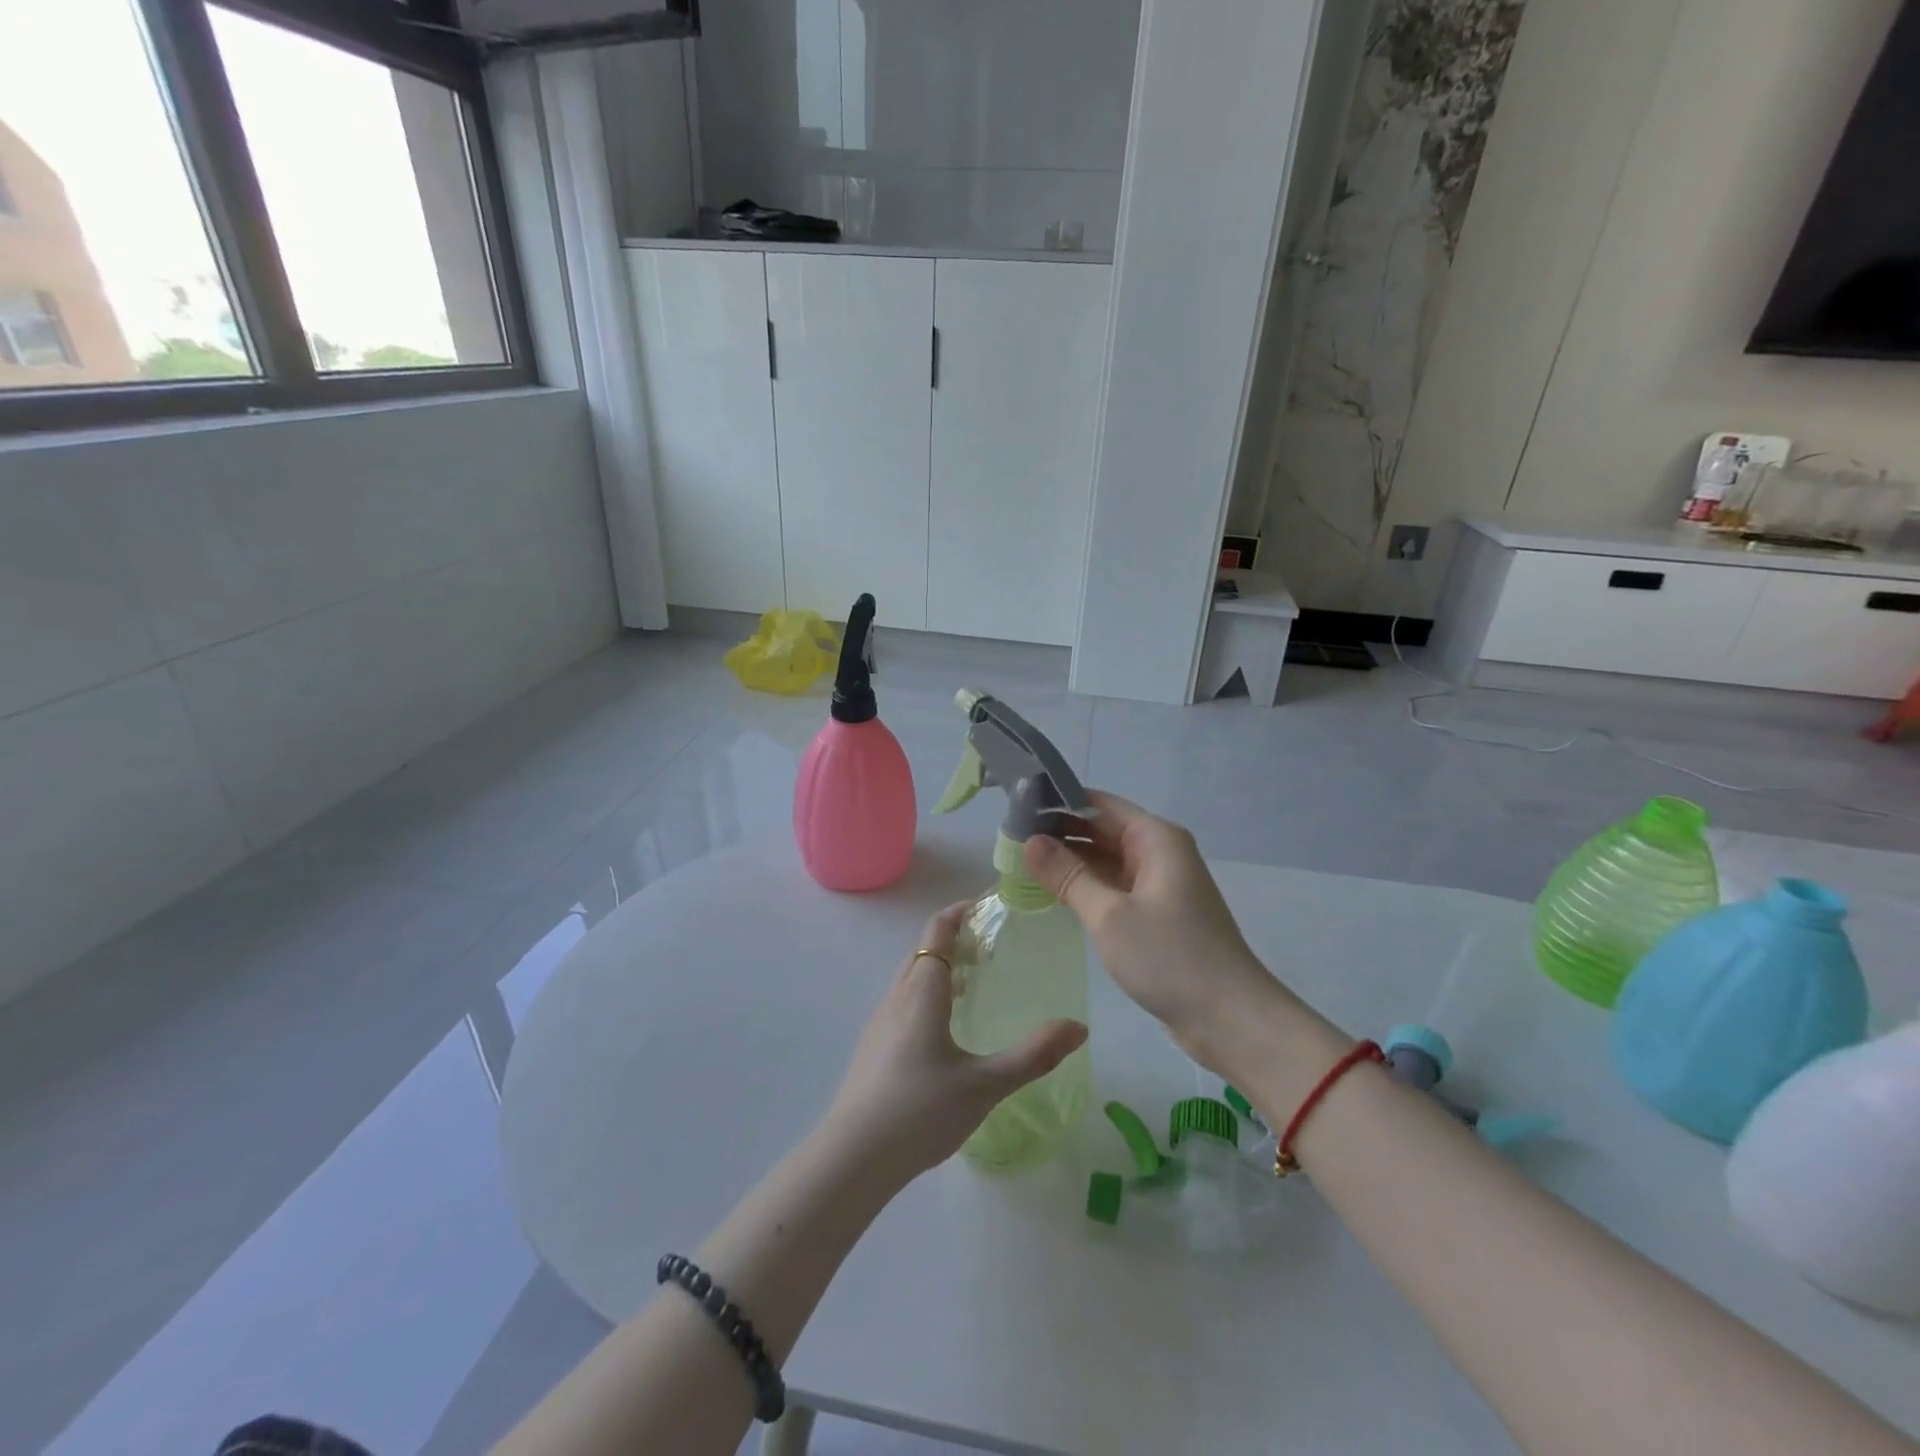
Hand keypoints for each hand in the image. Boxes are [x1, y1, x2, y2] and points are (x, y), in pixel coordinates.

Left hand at [822, 903, 1087, 1185]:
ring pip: (909, 978)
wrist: (853, 1158)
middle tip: (987, 949)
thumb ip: (1033, 1055)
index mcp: (922, 992)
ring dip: (937, 969)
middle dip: (951, 940)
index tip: (984, 908)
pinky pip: (901, 1003)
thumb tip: (1078, 1027)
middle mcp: (896, 997)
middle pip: (922, 951)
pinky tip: (942, 1032)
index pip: (937, 932)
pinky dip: (924, 995)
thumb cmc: (921, 1111)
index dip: (958, 913)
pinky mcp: (871, 1049)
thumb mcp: (985, 1084)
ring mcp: (879, 1023)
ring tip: (971, 988)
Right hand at [1025, 792, 1286, 1073]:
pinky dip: (1086, 886)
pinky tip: (1053, 892)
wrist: (1230, 1019)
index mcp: (1156, 839)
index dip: (1059, 802)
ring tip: (1021, 862)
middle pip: (1102, 830)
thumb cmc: (1170, 957)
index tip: (1017, 807)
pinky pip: (1115, 887)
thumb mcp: (1110, 915)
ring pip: (1106, 860)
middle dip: (1060, 833)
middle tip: (1009, 839)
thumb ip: (1068, 875)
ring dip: (1070, 862)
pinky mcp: (1157, 914)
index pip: (1099, 804)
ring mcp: (1160, 885)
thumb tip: (1031, 841)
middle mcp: (1160, 853)